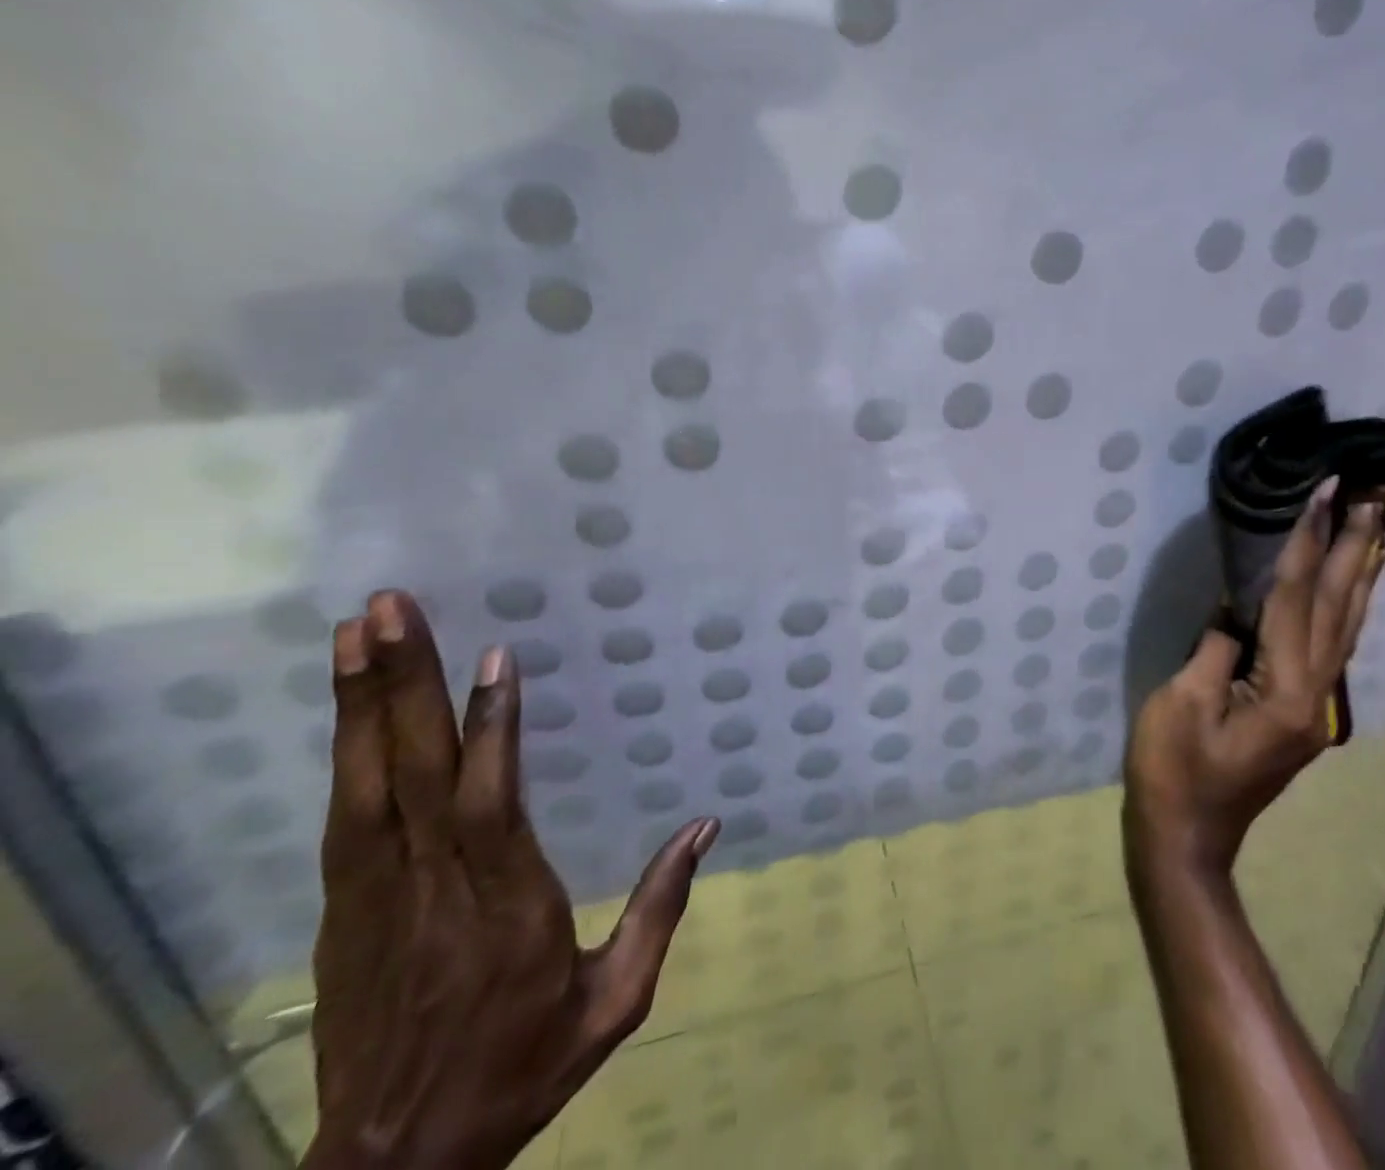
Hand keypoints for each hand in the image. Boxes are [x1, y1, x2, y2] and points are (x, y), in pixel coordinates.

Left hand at [301, 591, 718, 1169]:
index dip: (491, 729)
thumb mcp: (613, 1003)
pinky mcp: (342, 910)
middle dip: (403, 684)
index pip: (492, 804)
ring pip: (367, 784)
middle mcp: (433, 889)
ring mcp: (375, 897)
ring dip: (361, 703)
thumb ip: (660, 909)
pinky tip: (350, 706)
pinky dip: (346, 750)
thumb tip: (705, 825)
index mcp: (506, 908)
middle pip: (416, 774)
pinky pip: (346, 815)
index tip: (494, 657)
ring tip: (357, 631)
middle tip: (389, 608)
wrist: (390, 1166)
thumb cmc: (518, 1069)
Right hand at [1123, 479, 1384, 879]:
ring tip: (1379, 522)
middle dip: (1356, 544)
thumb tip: (1240, 606)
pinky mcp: (1303, 710)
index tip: (1327, 491)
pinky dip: (1349, 605)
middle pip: (1341, 606)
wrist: (1186, 837)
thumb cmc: (1172, 770)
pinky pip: (1334, 644)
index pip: (1298, 598)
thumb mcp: (1181, 701)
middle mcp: (1315, 694)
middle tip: (1376, 491)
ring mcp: (1315, 705)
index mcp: (1283, 690)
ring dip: (1363, 570)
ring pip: (1348, 625)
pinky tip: (1354, 585)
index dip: (1309, 540)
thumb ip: (1216, 646)